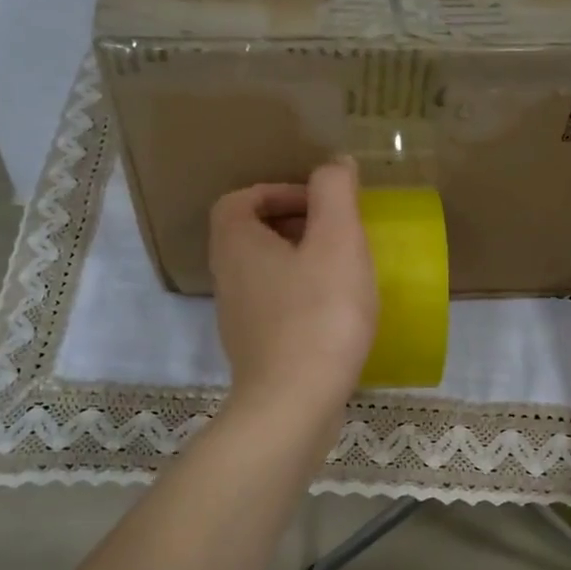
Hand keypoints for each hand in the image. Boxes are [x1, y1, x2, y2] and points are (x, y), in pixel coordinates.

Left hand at [208, 158, 377, 424]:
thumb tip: (334, 164)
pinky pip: (276, 305)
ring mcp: (238, 318)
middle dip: (294, 225)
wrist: (294, 405)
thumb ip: (335, 192)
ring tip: (342, 269)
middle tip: (337, 233)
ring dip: (300, 261)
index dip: (278, 192)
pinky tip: (336, 311)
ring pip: (265, 271)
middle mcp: (227, 277)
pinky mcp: (256, 349)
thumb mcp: (337, 241)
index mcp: (236, 244)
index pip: (240, 199)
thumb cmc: (318, 315)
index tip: (320, 205)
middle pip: (251, 234)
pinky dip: (302, 296)